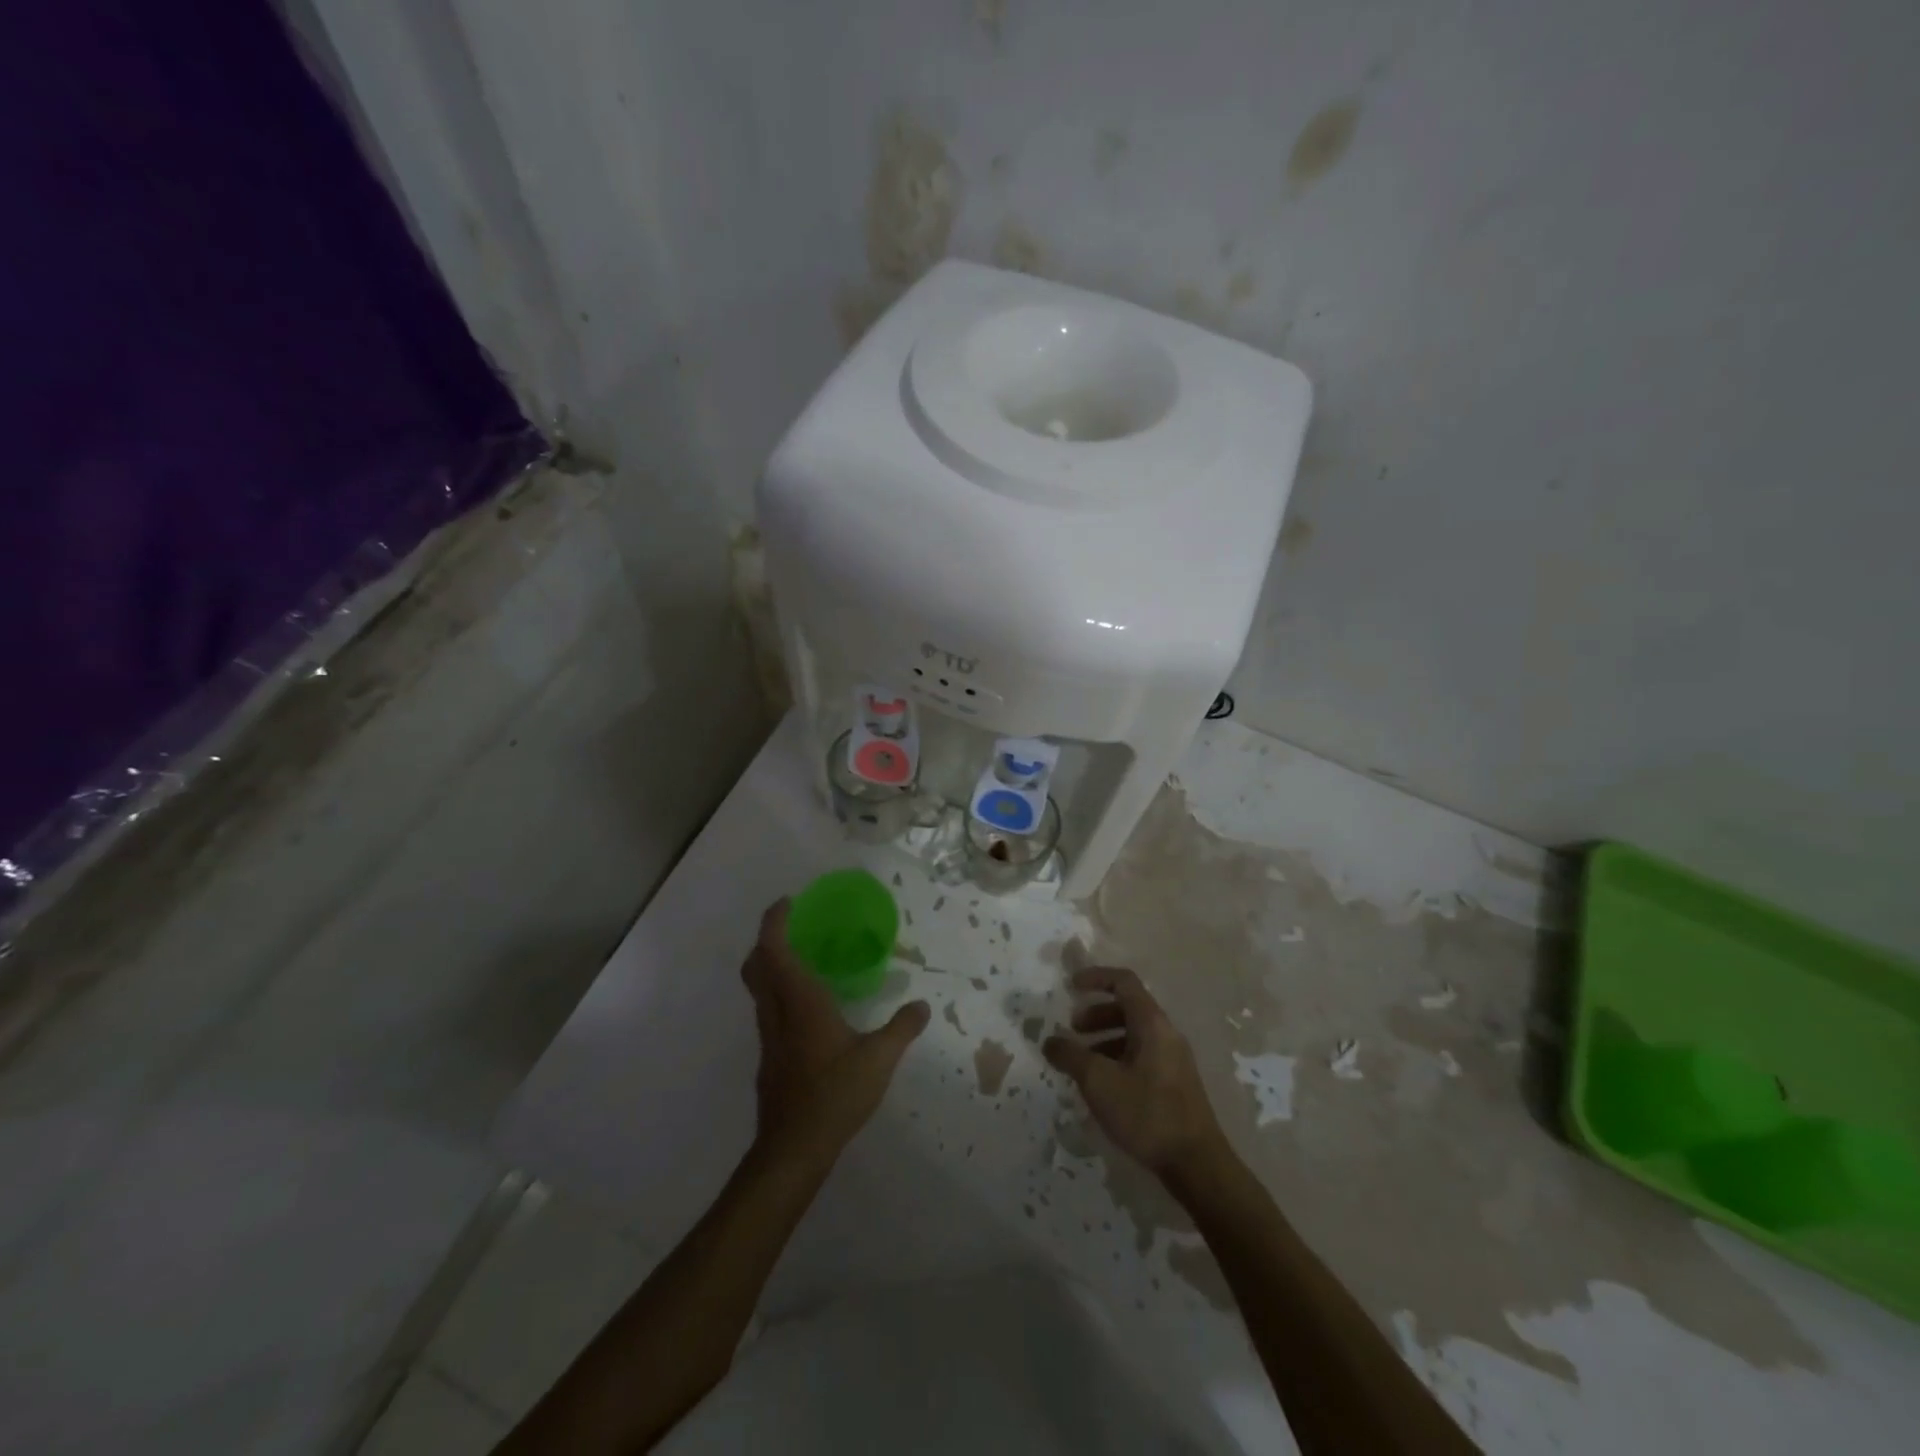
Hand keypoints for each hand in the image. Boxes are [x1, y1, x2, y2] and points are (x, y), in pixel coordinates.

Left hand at [742, 899, 930, 1167]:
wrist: (793, 1149)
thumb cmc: (835, 1094)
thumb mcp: (879, 1059)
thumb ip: (901, 1028)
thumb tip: (922, 1005)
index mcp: (800, 1001)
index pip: (774, 949)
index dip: (774, 922)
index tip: (788, 903)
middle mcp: (777, 1012)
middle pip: (756, 965)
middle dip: (767, 940)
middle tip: (793, 929)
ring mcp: (768, 1037)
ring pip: (758, 989)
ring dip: (771, 967)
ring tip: (803, 962)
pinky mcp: (769, 1058)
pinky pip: (768, 1011)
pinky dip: (778, 994)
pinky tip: (807, 1010)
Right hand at [1044, 966, 1227, 1177]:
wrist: (1196, 1164)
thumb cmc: (1146, 1113)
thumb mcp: (1098, 1082)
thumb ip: (1070, 1056)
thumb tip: (1050, 1041)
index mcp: (1152, 1023)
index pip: (1123, 982)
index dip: (1096, 977)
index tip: (1071, 986)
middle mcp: (1166, 1033)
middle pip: (1128, 1007)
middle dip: (1096, 1014)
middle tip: (1072, 1031)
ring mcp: (1174, 1059)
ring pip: (1134, 1034)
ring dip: (1105, 1039)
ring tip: (1082, 1063)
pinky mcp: (1175, 1083)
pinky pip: (1142, 1056)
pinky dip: (1118, 1058)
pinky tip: (1103, 1087)